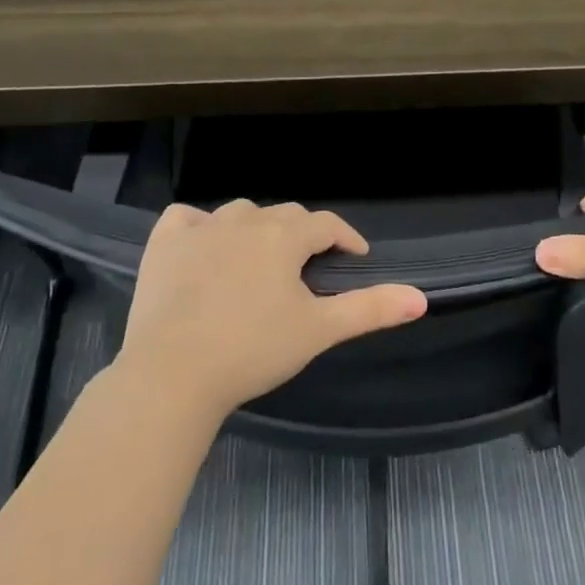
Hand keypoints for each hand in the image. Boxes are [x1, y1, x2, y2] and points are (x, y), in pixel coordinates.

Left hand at [116, 199, 427, 418]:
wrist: (173, 371)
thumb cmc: (253, 350)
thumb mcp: (318, 331)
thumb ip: (369, 309)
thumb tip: (420, 299)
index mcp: (283, 236)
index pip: (326, 224)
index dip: (346, 237)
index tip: (355, 256)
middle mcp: (244, 221)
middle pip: (284, 215)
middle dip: (302, 234)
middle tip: (307, 267)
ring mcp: (200, 229)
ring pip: (238, 213)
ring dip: (255, 229)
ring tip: (258, 258)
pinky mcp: (164, 244)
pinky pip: (185, 219)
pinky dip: (198, 226)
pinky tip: (202, 245)